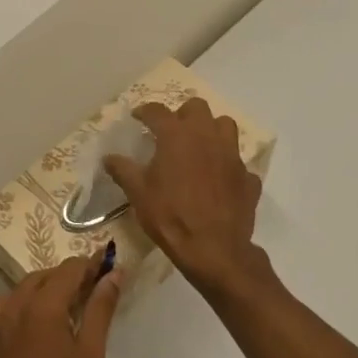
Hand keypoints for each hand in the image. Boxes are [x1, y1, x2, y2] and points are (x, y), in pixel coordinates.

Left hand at [0, 256, 123, 357]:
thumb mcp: (90, 354)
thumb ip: (101, 308)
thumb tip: (114, 274)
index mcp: (42, 305)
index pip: (70, 268)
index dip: (92, 264)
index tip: (112, 267)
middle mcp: (16, 304)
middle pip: (48, 274)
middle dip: (73, 276)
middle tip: (99, 290)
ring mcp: (0, 320)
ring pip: (28, 286)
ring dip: (52, 287)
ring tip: (77, 306)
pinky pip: (13, 303)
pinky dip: (32, 301)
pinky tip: (48, 321)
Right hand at [104, 98, 263, 293]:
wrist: (213, 249)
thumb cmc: (169, 215)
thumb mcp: (138, 193)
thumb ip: (123, 170)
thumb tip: (109, 158)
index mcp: (177, 136)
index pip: (157, 111)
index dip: (144, 111)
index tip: (137, 117)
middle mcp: (207, 137)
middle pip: (197, 108)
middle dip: (182, 114)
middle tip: (171, 132)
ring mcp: (232, 155)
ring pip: (225, 126)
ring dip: (211, 130)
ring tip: (199, 147)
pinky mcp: (248, 177)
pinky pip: (238, 162)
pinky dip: (227, 166)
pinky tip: (218, 180)